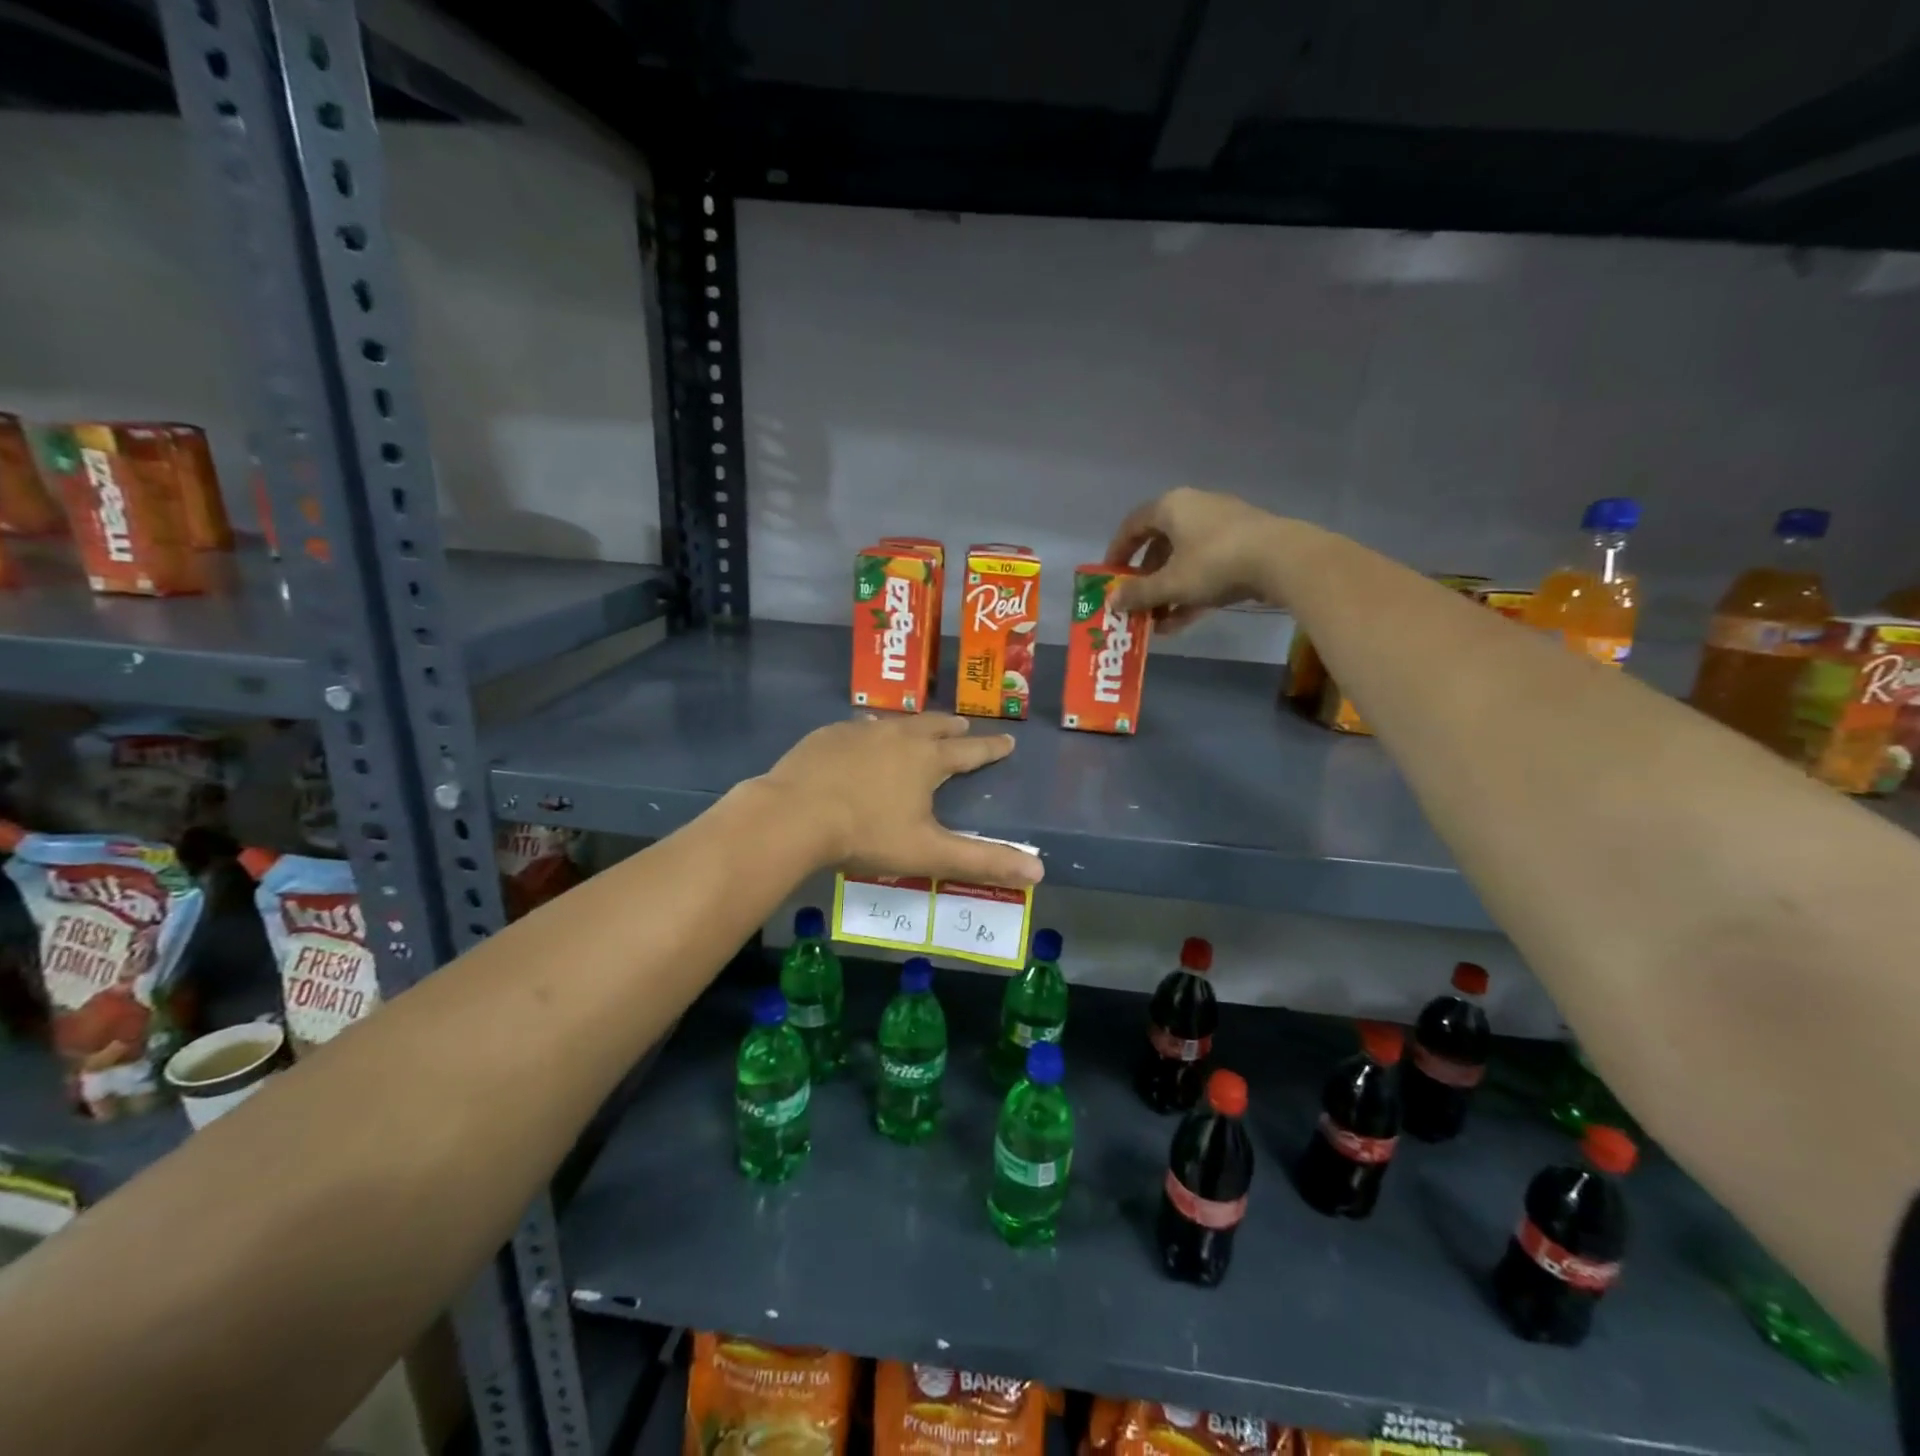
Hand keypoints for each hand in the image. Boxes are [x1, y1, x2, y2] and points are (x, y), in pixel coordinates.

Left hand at [759, 715, 1043, 886]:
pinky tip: (861, 739)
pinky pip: (858, 728)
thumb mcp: (929, 853)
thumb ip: (983, 862)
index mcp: (927, 760)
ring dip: (911, 727)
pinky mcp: (827, 736)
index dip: (990, 748)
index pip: (970, 751)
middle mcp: (898, 736)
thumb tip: (1039, 873)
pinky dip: (870, 733)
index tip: (1007, 740)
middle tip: (963, 726)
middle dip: (952, 728)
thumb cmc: (866, 834)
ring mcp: (859, 732)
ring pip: (895, 723)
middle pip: (933, 726)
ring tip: (915, 729)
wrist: (794, 815)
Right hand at [1105, 486, 1288, 632]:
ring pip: (1184, 560)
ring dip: (1167, 591)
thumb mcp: (1171, 583)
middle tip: (1134, 603)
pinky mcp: (1244, 546)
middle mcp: (1195, 509)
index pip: (1133, 525)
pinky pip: (1207, 569)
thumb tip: (1110, 601)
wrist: (1283, 560)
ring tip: (1154, 622)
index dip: (1117, 552)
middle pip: (1159, 545)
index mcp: (1172, 507)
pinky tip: (1179, 623)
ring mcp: (1222, 527)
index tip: (1109, 577)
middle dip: (1144, 579)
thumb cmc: (1215, 563)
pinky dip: (1191, 593)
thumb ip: (1138, 593)